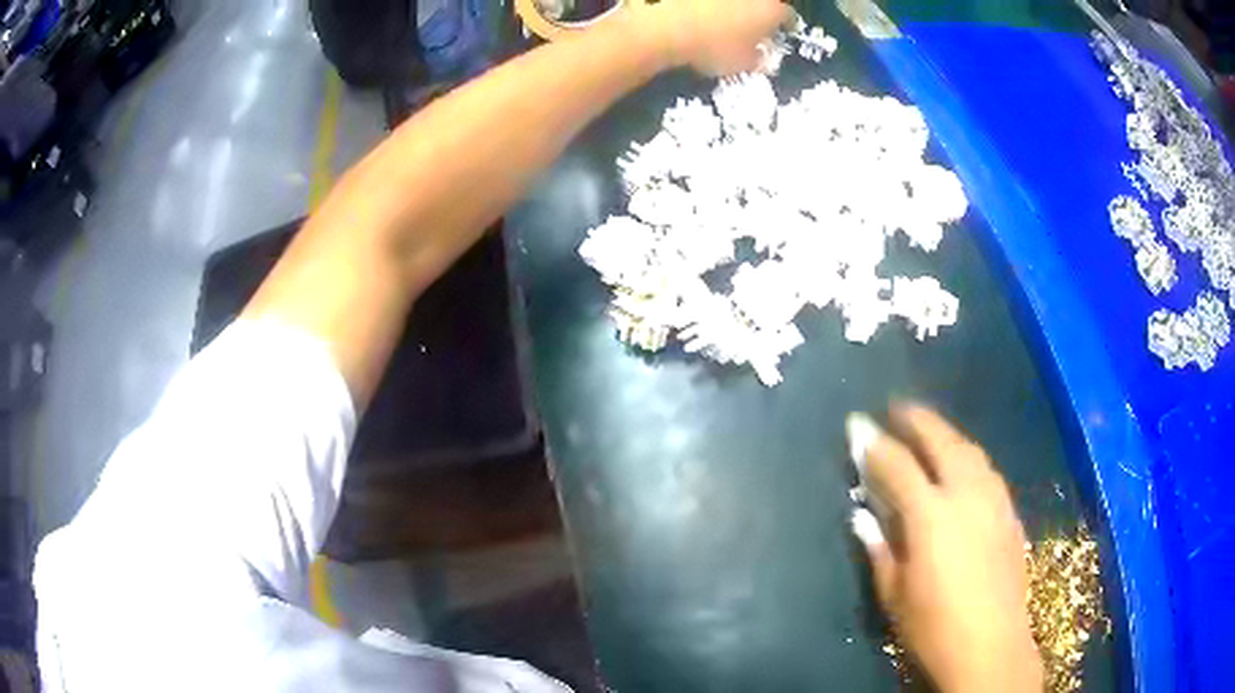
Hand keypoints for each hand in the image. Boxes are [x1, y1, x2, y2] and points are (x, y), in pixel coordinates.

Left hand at [643, 0, 789, 74]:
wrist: (665, 23)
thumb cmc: (711, 47)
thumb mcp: (741, 64)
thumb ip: (757, 59)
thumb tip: (759, 55)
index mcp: (771, 9)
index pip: (788, 16)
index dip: (786, 25)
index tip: (783, 32)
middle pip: (763, 1)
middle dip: (759, 10)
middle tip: (752, 23)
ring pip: (735, 0)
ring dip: (733, 5)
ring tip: (721, 16)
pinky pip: (705, 2)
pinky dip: (704, 5)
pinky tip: (697, 10)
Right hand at [847, 404, 1043, 692]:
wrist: (991, 646)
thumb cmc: (933, 627)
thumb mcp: (895, 594)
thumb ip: (880, 549)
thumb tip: (863, 516)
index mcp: (931, 516)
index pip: (898, 465)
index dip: (875, 442)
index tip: (857, 423)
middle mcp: (966, 495)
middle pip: (942, 441)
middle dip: (917, 419)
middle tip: (897, 408)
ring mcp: (994, 500)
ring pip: (970, 450)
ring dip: (947, 434)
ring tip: (930, 431)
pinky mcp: (1010, 512)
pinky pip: (987, 470)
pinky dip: (969, 457)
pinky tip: (963, 466)